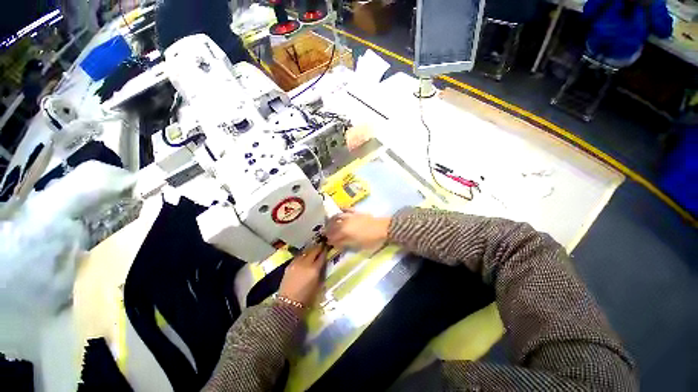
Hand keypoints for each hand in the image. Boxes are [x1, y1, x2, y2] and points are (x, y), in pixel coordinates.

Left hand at [278, 244, 328, 308]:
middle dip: (318, 247)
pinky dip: (303, 255)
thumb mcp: (318, 284)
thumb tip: (322, 264)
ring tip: (314, 248)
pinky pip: (298, 256)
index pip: (321, 256)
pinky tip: (305, 255)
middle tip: (322, 245)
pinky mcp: (290, 265)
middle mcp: (305, 263)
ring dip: (310, 250)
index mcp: (314, 269)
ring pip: (305, 252)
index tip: (327, 247)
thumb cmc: (307, 297)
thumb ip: (321, 272)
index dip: (325, 251)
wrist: (288, 303)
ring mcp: (296, 263)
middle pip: (313, 251)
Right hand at [326, 210, 390, 250]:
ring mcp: (350, 216)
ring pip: (337, 217)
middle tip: (325, 234)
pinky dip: (342, 209)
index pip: (333, 236)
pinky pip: (346, 209)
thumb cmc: (371, 239)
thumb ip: (345, 244)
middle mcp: (345, 223)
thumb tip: (336, 244)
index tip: (327, 242)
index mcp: (345, 232)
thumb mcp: (357, 245)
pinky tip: (339, 210)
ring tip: (329, 222)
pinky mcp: (356, 212)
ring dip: (331, 220)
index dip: (329, 240)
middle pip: (333, 226)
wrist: (382, 228)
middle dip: (328, 230)